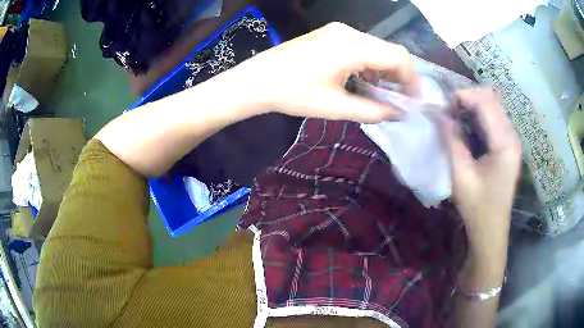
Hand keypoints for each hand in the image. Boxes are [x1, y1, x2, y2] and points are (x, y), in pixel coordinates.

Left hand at [230, 22, 417, 122]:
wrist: (256, 81)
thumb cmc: (292, 94)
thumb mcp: (335, 107)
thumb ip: (372, 111)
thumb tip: (398, 114)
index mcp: (352, 46)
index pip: (398, 56)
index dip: (412, 79)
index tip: (415, 101)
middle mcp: (348, 32)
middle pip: (389, 50)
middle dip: (401, 75)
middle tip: (402, 101)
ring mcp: (338, 31)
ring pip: (376, 48)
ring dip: (386, 70)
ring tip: (386, 95)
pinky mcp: (330, 35)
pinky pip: (362, 47)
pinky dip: (371, 63)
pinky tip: (366, 81)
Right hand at [442, 89, 520, 250]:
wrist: (491, 230)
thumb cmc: (477, 207)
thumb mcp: (461, 175)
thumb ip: (451, 140)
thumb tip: (439, 113)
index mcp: (504, 143)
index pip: (485, 102)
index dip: (463, 96)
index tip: (444, 107)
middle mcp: (512, 136)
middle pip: (491, 99)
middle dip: (468, 98)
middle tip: (449, 112)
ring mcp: (512, 140)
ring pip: (493, 106)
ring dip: (473, 106)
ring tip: (456, 118)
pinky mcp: (509, 145)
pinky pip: (494, 119)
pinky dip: (479, 116)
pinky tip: (468, 127)